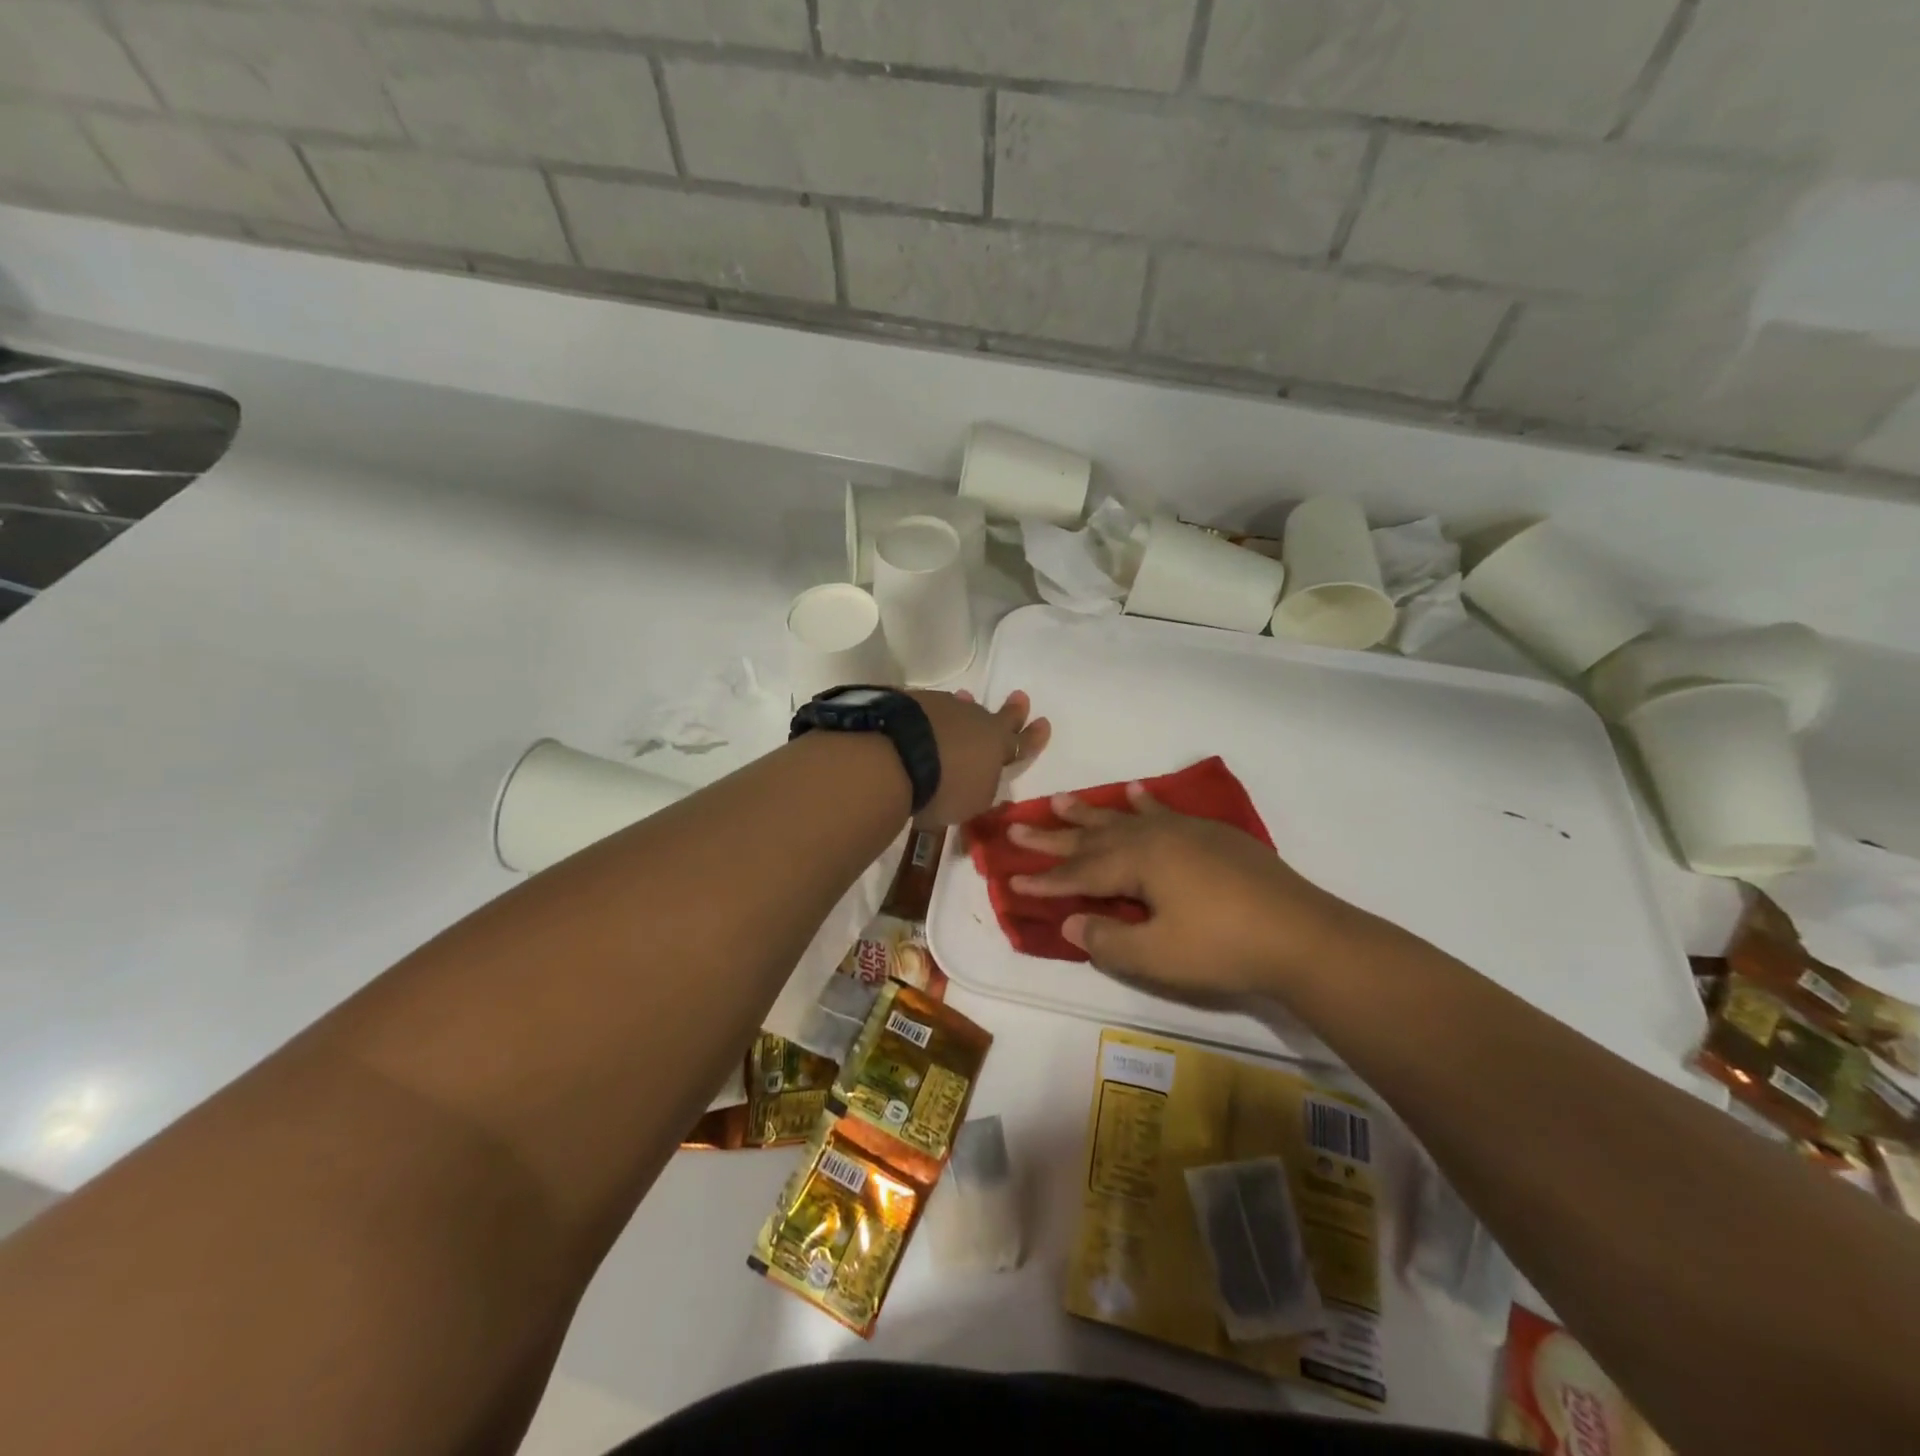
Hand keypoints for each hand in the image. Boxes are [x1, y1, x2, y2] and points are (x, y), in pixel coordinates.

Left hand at [910, 689, 1049, 826]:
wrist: (897, 757)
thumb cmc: (944, 789)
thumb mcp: (972, 804)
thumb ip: (983, 792)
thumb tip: (986, 783)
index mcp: (998, 746)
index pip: (1022, 743)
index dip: (1034, 736)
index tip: (1044, 723)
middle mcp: (977, 721)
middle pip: (999, 716)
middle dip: (1013, 710)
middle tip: (1020, 697)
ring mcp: (947, 707)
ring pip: (963, 708)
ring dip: (966, 710)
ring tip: (966, 701)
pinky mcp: (917, 702)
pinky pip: (933, 708)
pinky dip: (934, 715)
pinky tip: (925, 719)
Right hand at [1007, 785, 1366, 995]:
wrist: (1302, 935)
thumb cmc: (1224, 948)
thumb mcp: (1157, 956)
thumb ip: (1107, 939)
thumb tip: (1069, 922)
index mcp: (1138, 862)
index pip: (1078, 873)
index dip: (1044, 881)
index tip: (1011, 881)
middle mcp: (1154, 836)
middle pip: (1092, 837)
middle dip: (1053, 837)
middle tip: (1016, 826)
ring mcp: (1185, 831)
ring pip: (1124, 817)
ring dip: (1090, 812)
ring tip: (1060, 800)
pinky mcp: (1211, 835)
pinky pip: (1164, 810)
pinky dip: (1145, 802)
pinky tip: (1138, 791)